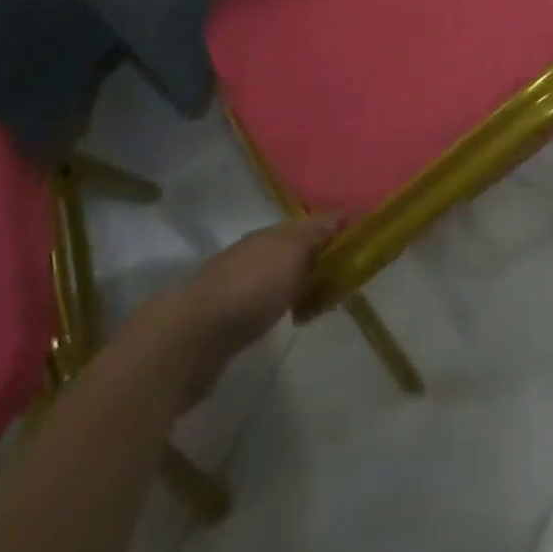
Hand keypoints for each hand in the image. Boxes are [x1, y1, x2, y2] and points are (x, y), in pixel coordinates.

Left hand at [176, 215, 340, 363]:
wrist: (191, 338)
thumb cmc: (250, 288)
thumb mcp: (292, 252)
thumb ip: (317, 234)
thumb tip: (342, 213)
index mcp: (270, 234)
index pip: (311, 225)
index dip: (336, 233)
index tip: (361, 246)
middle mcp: (254, 252)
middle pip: (296, 251)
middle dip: (320, 261)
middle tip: (346, 282)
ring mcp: (238, 285)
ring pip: (281, 278)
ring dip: (301, 285)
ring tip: (321, 305)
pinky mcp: (228, 319)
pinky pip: (268, 304)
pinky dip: (284, 306)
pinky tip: (289, 320)